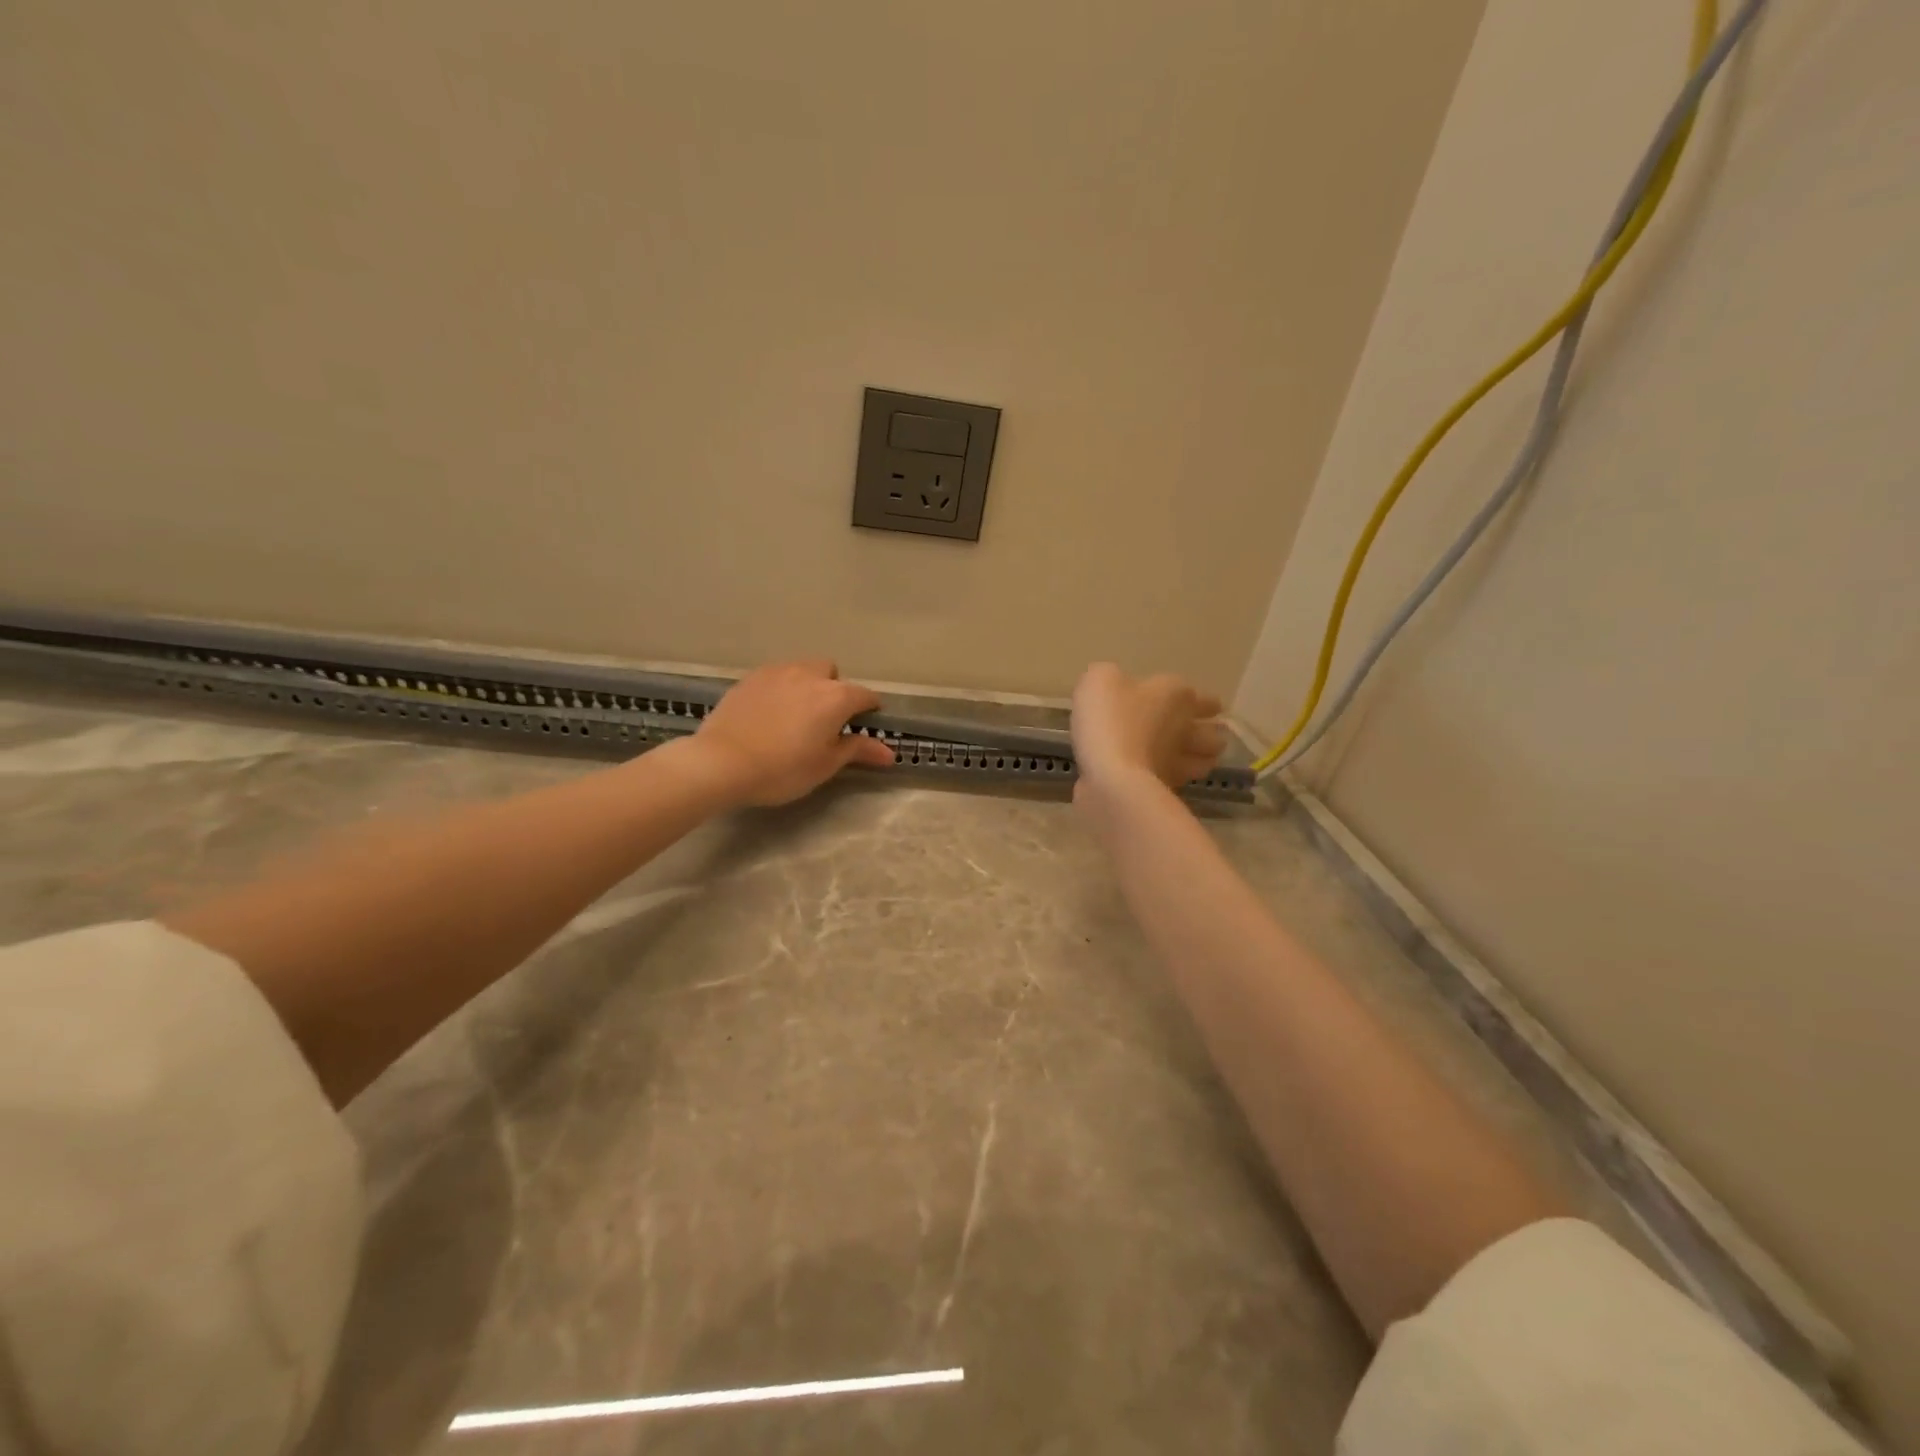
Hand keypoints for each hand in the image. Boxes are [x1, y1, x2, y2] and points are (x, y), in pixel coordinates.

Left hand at [691, 659, 895, 806]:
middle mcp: (809, 676)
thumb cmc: (782, 769)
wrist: (721, 762)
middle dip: (834, 689)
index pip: (865, 696)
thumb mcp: (825, 765)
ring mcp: (776, 673)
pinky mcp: (750, 678)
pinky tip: (769, 713)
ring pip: (802, 669)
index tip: (867, 724)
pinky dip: (781, 689)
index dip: (870, 710)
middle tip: (825, 720)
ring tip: (796, 714)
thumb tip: (889, 752)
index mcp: (835, 697)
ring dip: (807, 685)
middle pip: (831, 672)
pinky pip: (776, 676)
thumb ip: (858, 750)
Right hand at [1070, 663, 1226, 794]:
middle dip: (1209, 734)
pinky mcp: (1166, 790)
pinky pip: (1179, 782)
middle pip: (1213, 736)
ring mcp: (1180, 763)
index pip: (1206, 700)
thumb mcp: (1099, 680)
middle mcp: (1186, 728)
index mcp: (1176, 696)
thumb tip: (1115, 686)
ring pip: (1205, 762)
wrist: (1110, 776)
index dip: (1206, 704)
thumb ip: (1110, 678)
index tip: (1206, 708)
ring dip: (1200, 759)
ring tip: (1190, 759)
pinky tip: (1162, 778)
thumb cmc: (1109, 719)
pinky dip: (1174, 779)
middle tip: (1197, 735)